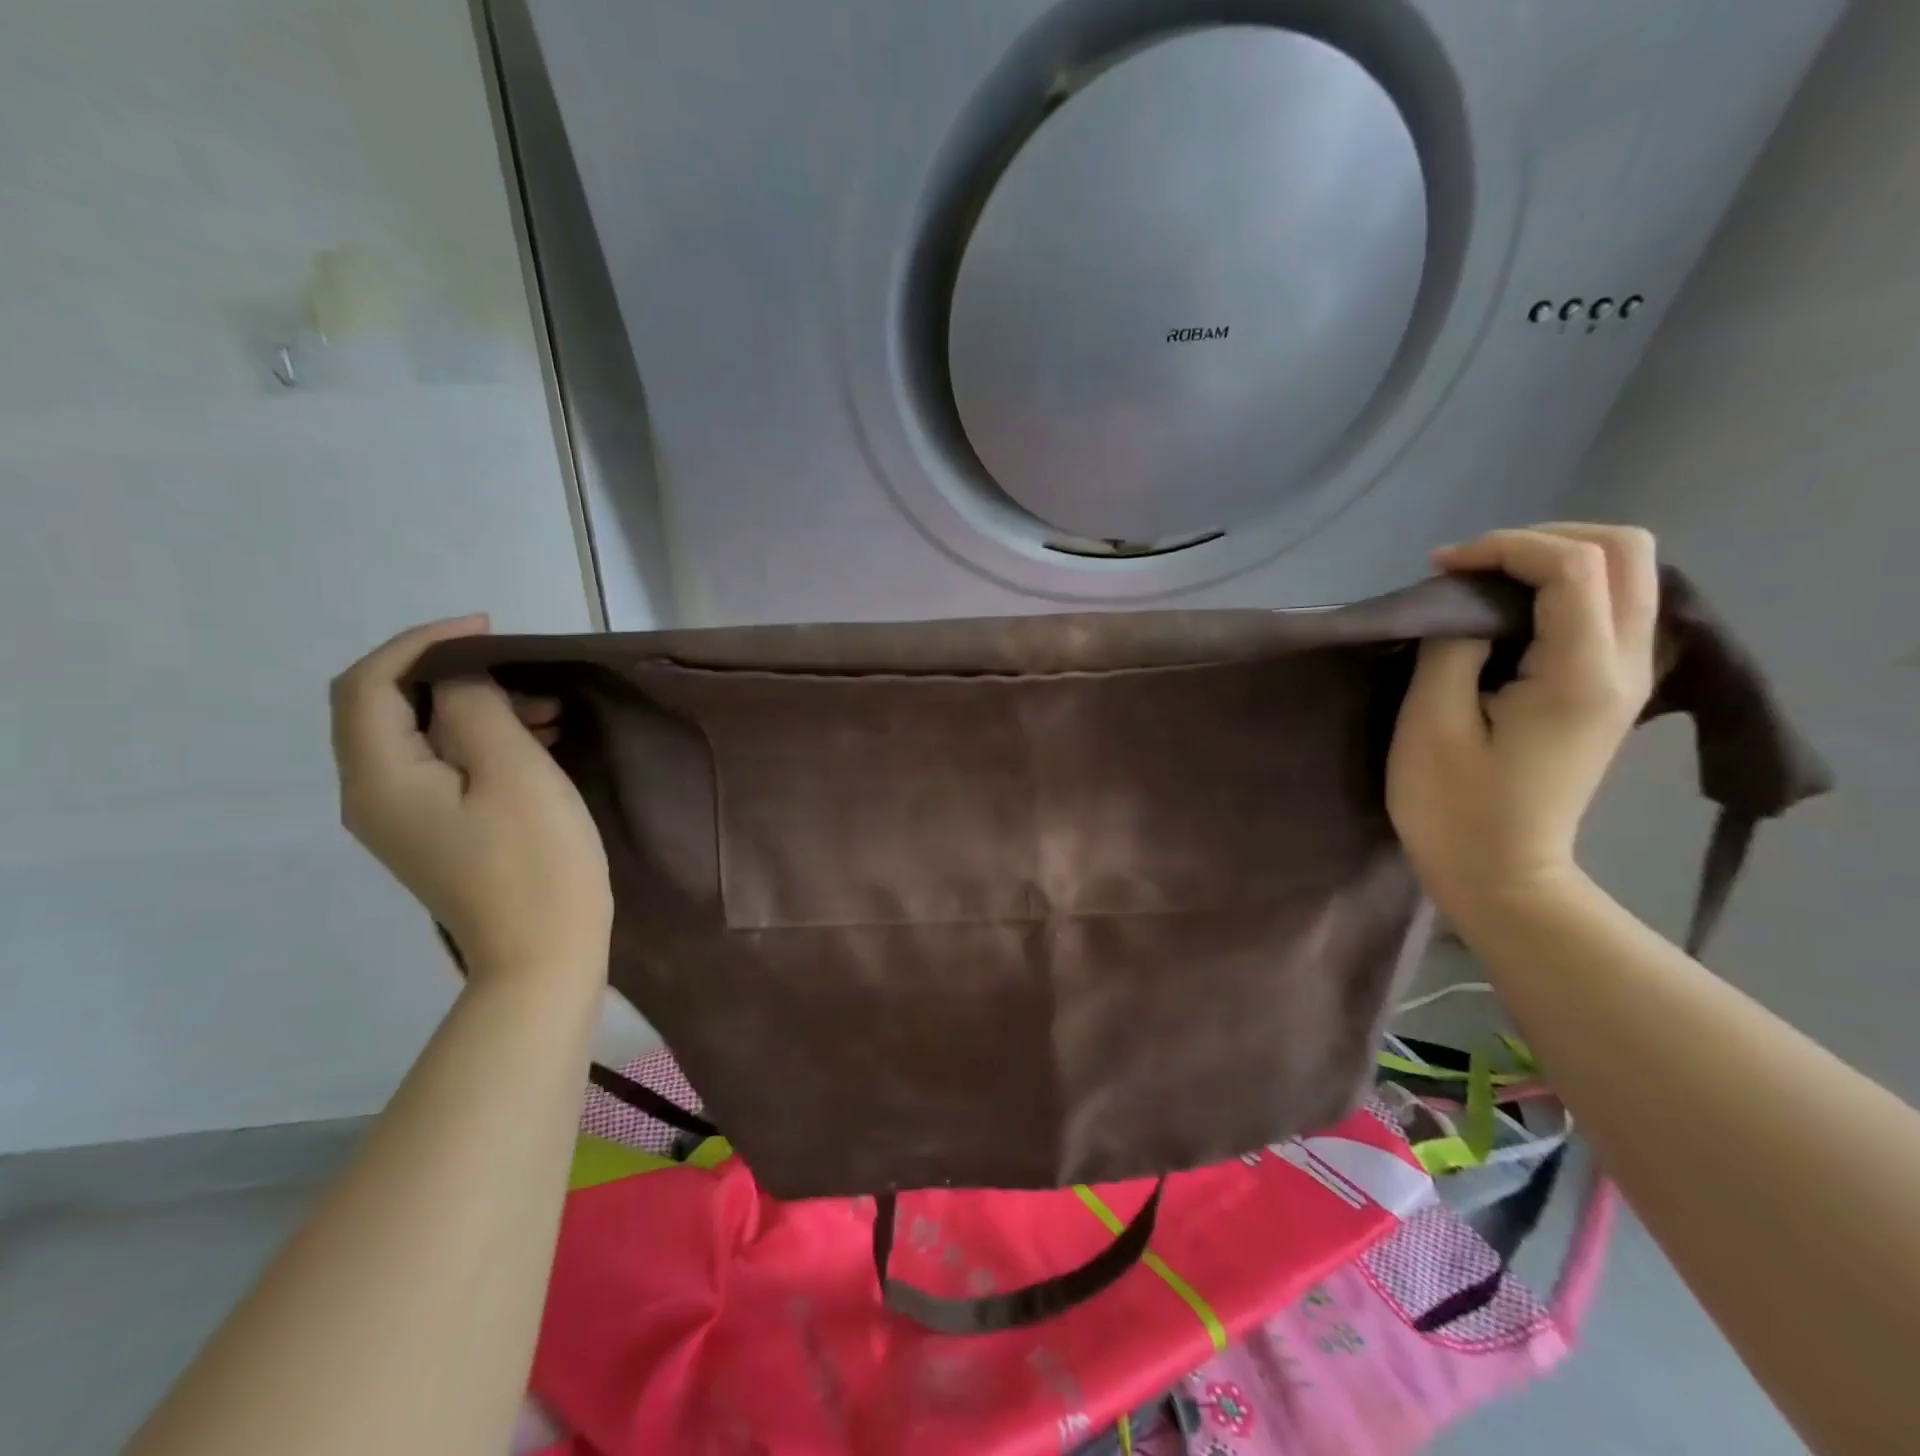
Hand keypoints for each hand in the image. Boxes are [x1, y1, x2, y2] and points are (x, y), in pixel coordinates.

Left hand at [330, 616, 611, 989]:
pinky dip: (485, 743)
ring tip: (549, 713)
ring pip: (424, 738)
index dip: (421, 643)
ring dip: (479, 710)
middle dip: (457, 678)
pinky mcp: (437, 834)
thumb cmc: (536, 858)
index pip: (369, 684)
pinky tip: (538, 744)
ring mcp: (404, 820)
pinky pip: (446, 768)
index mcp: (380, 777)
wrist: (545, 952)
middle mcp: (374, 795)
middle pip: (389, 709)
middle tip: (529, 679)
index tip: (488, 629)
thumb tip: (458, 679)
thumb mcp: (513, 770)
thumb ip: (475, 708)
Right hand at [1387, 524, 1658, 925]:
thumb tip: (1466, 608)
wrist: (1499, 873)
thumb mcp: (1431, 724)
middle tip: (1471, 567)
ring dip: (1556, 560)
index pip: (1574, 565)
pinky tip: (1510, 613)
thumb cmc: (1453, 806)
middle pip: (1627, 551)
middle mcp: (1628, 665)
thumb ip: (1453, 648)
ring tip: (1485, 584)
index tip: (1440, 568)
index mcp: (1583, 674)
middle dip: (1542, 539)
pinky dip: (1564, 589)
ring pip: (1629, 573)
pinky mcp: (1613, 690)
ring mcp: (1630, 678)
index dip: (1503, 548)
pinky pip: (1613, 606)